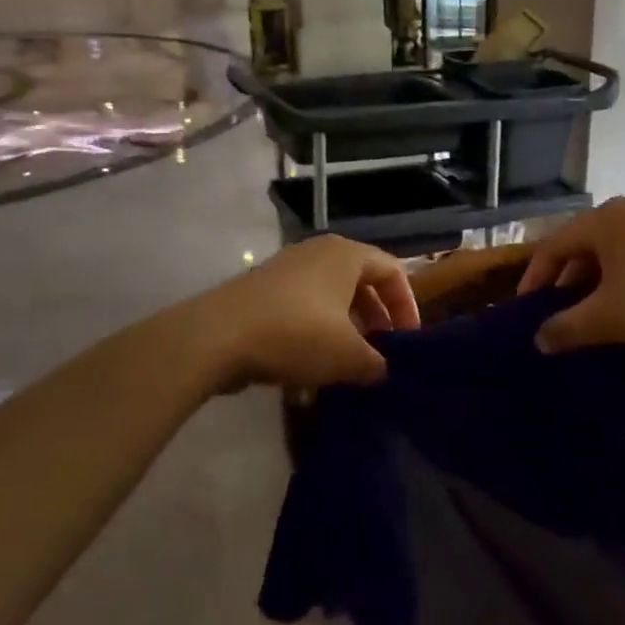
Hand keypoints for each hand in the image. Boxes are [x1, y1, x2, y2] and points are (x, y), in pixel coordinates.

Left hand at [206, 236, 420, 391]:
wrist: (216, 337)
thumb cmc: (296, 334)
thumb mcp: (348, 356)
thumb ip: (376, 363)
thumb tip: (383, 371)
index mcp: (346, 255)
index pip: (393, 271)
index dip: (407, 306)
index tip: (408, 341)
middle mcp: (318, 253)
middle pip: (361, 283)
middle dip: (376, 320)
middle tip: (382, 353)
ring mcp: (287, 270)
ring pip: (331, 298)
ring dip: (346, 330)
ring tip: (350, 365)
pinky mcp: (262, 292)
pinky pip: (303, 309)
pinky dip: (316, 334)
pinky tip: (312, 369)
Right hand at [519, 198, 624, 353]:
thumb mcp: (608, 318)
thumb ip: (566, 327)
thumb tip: (539, 340)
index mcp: (605, 220)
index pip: (554, 245)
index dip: (535, 278)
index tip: (525, 309)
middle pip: (583, 245)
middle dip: (566, 281)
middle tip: (555, 313)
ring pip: (613, 253)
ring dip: (595, 283)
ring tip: (589, 315)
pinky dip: (622, 281)